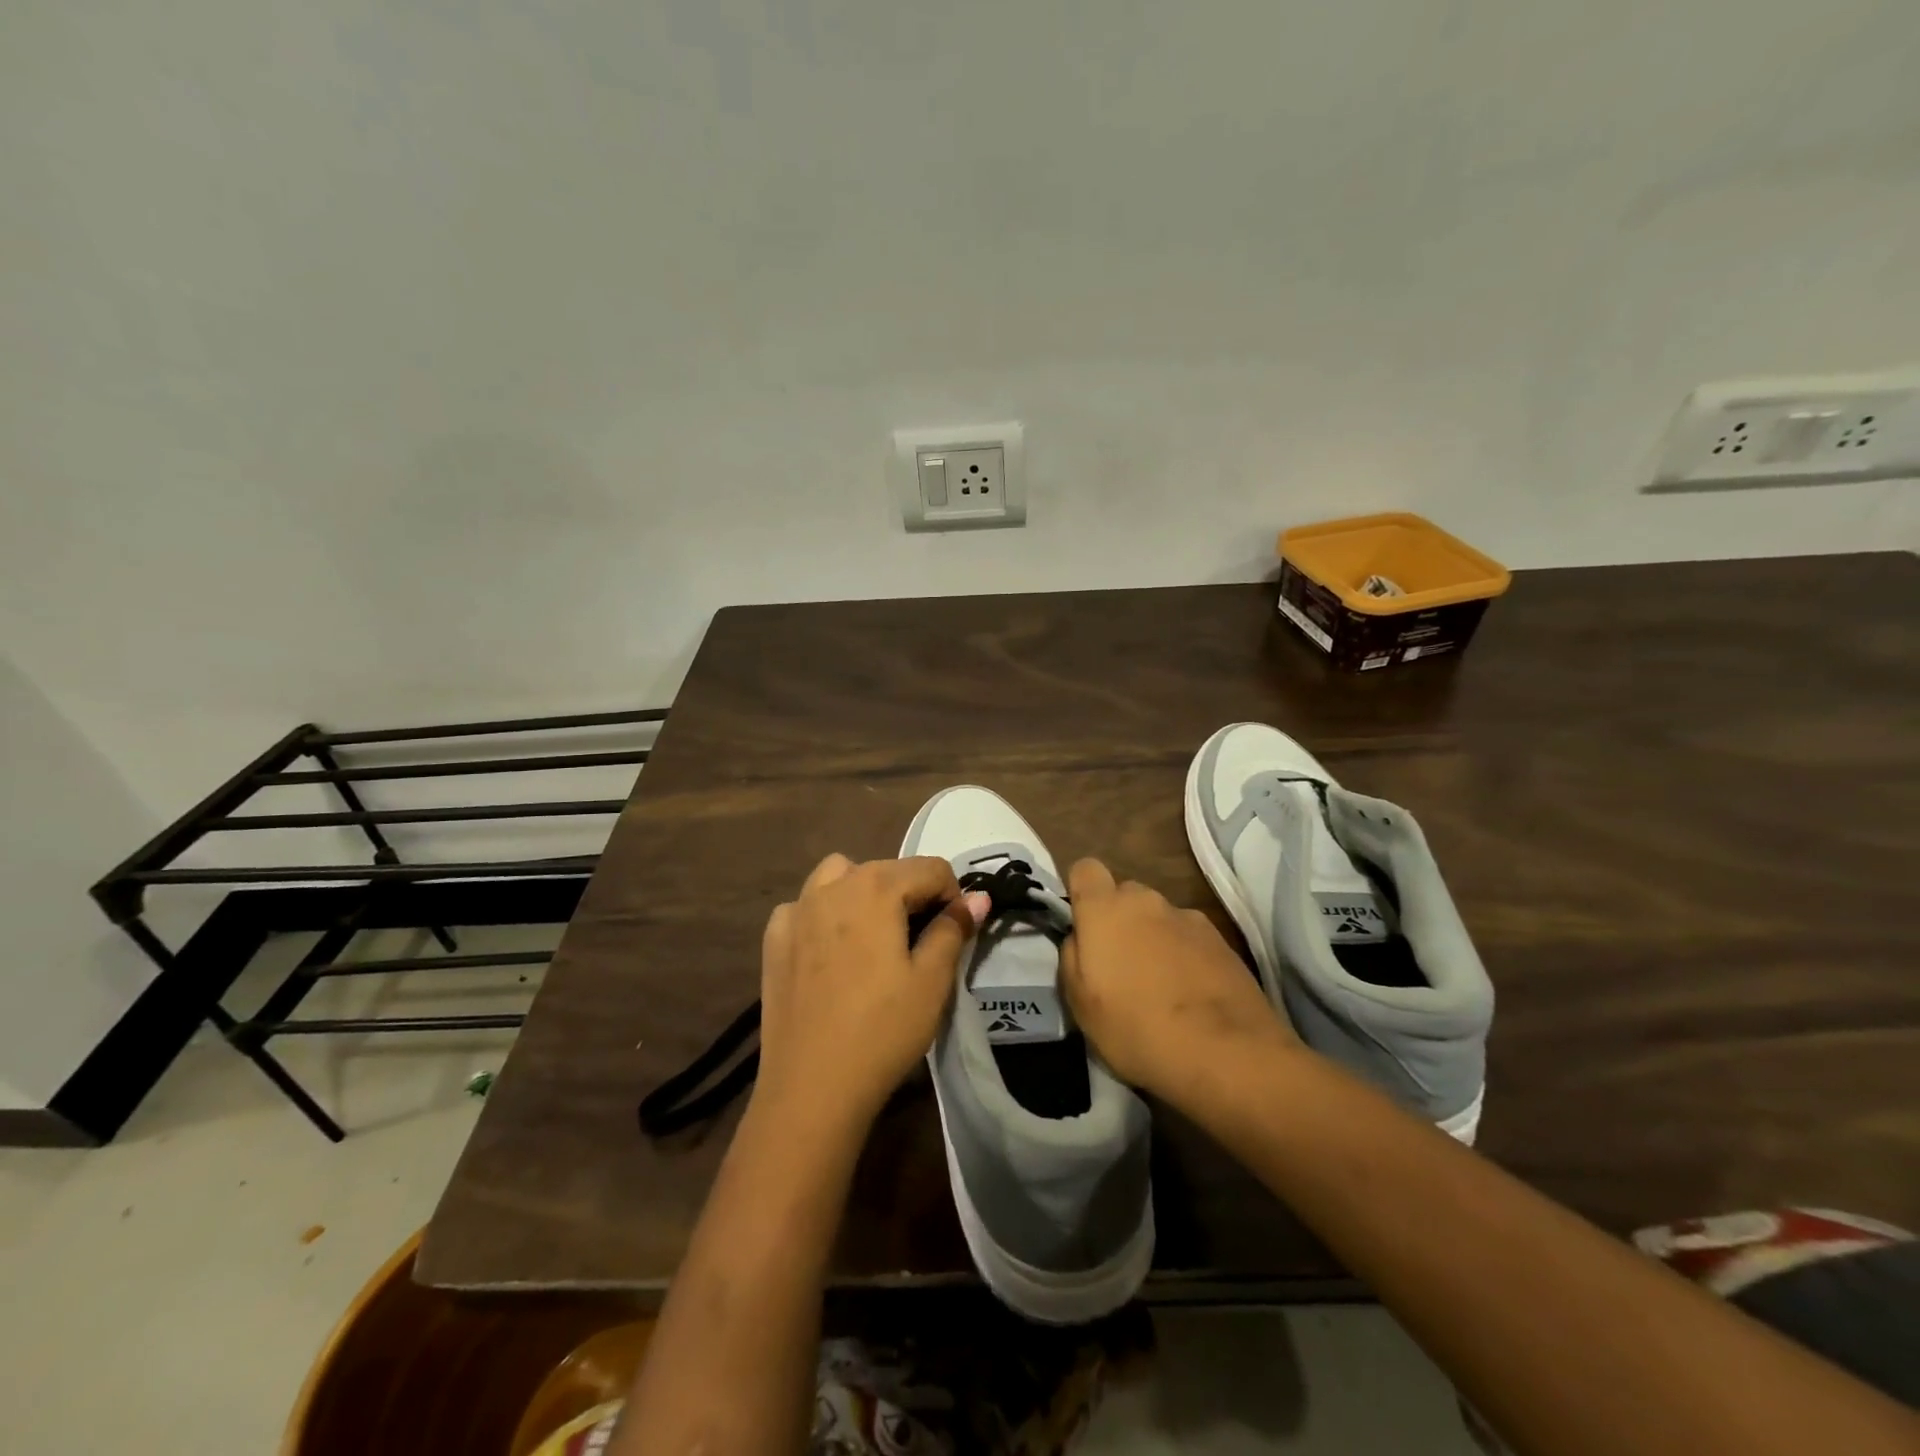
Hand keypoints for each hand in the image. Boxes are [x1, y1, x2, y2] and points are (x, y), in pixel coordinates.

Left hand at [754, 854, 988, 1135]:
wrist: (811, 1087)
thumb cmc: (882, 1030)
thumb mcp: (932, 981)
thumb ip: (954, 929)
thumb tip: (976, 898)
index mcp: (876, 887)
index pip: (931, 868)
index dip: (953, 896)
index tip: (955, 934)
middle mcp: (832, 886)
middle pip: (886, 869)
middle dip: (911, 894)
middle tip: (921, 942)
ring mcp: (796, 910)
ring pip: (839, 876)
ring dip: (864, 891)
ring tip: (874, 935)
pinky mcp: (773, 939)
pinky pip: (805, 907)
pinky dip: (823, 915)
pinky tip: (830, 952)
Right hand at [1060, 859, 1298, 1101]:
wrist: (1226, 1053)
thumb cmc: (1137, 1028)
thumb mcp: (1080, 1004)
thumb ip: (1072, 957)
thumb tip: (1080, 938)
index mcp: (1106, 909)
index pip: (1085, 869)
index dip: (1082, 893)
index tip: (1083, 927)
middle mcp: (1147, 901)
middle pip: (1125, 895)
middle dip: (1119, 920)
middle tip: (1120, 966)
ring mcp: (1188, 918)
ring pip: (1159, 917)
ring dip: (1154, 939)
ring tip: (1161, 986)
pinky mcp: (1221, 940)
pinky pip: (1189, 938)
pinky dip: (1185, 956)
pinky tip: (1190, 993)